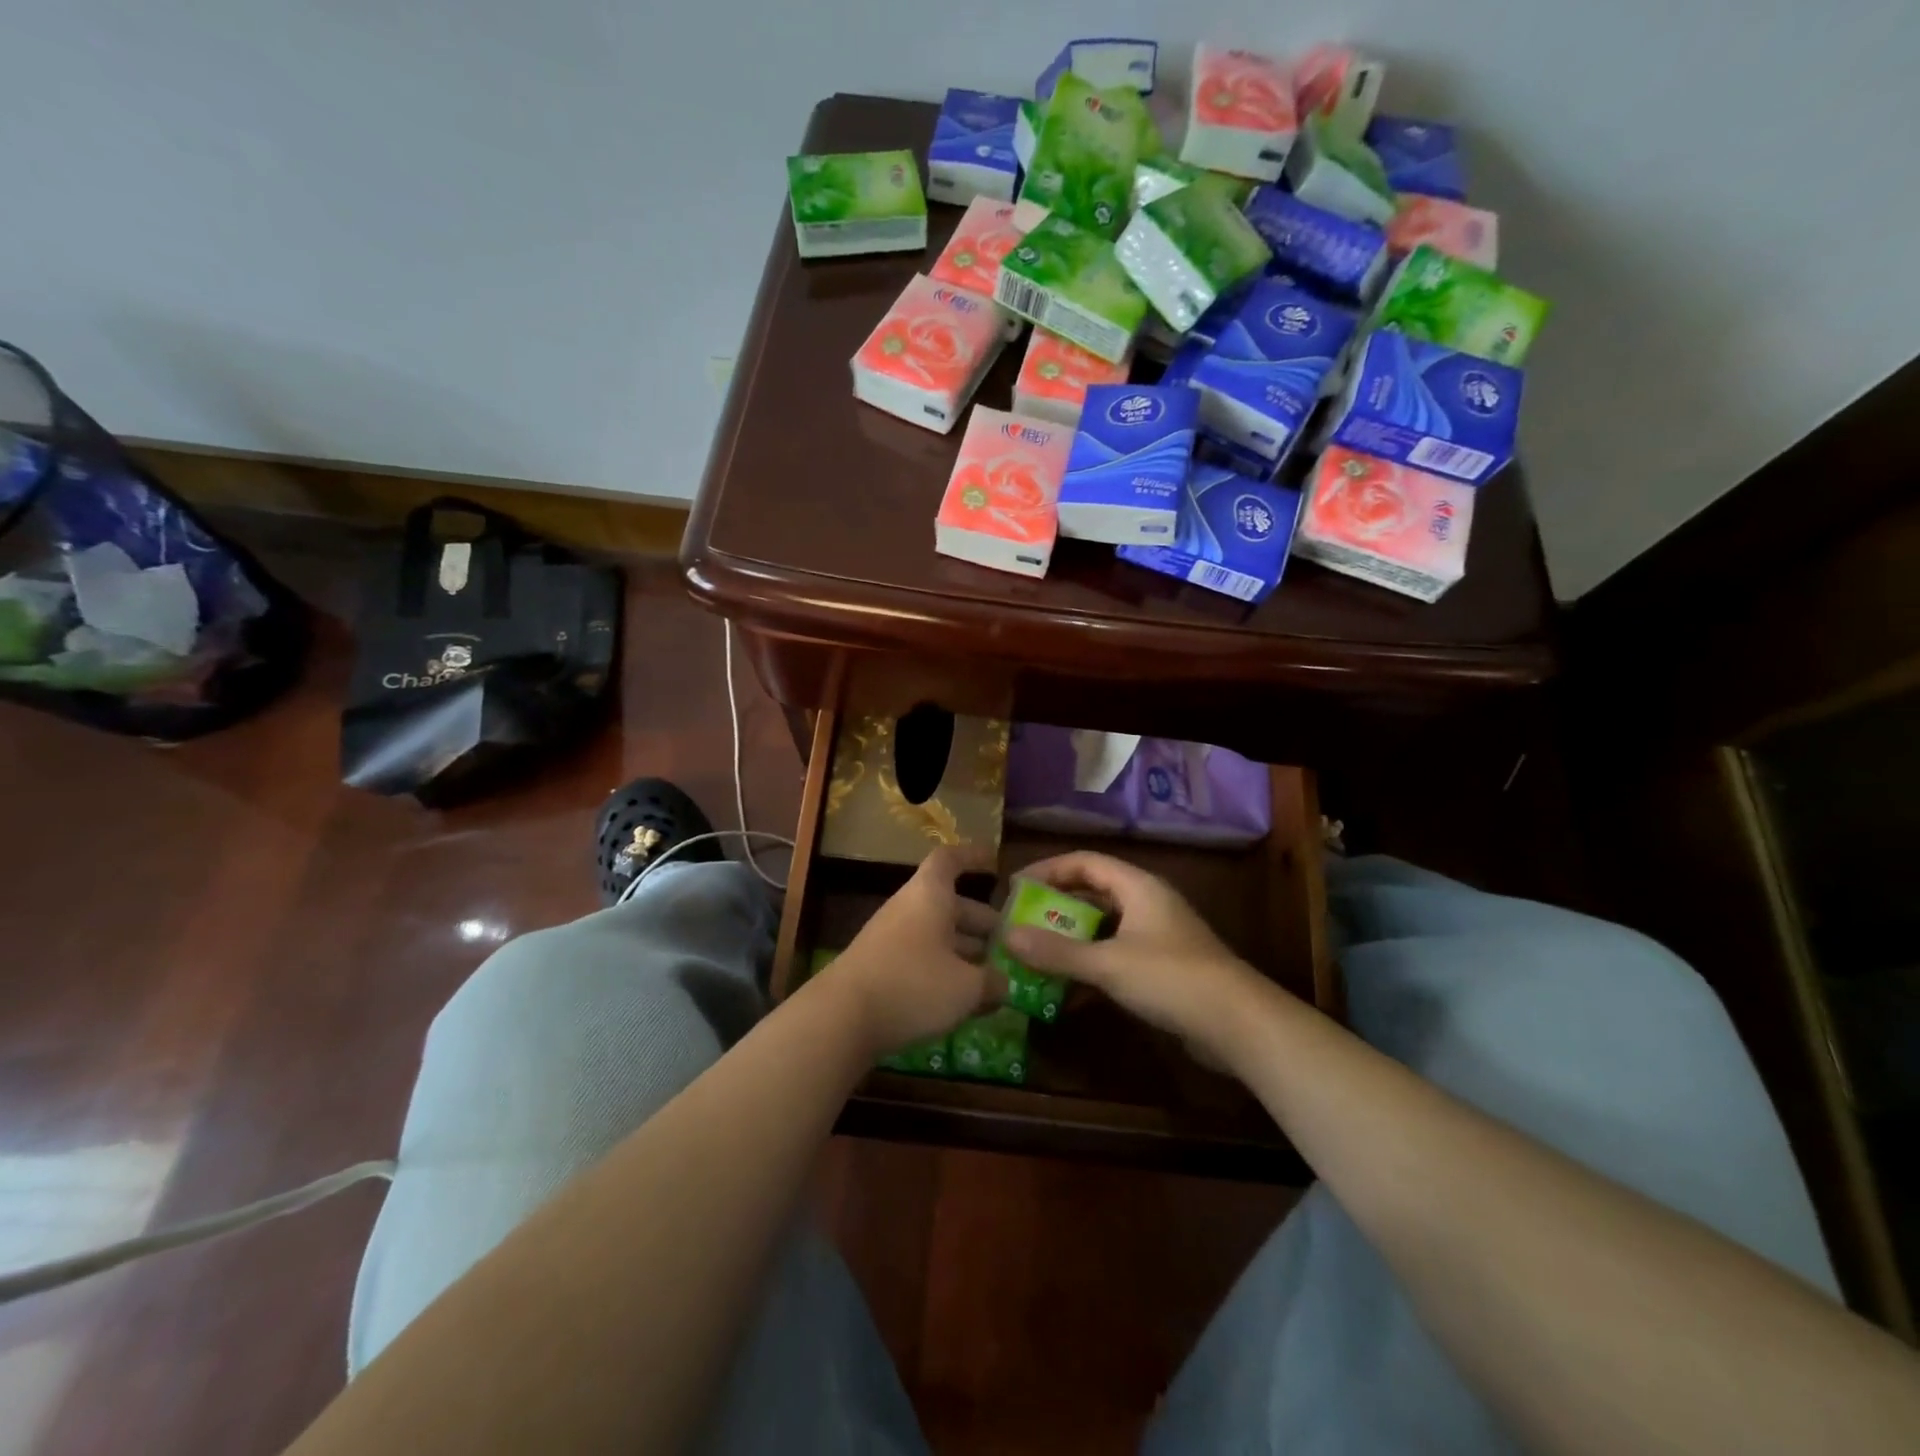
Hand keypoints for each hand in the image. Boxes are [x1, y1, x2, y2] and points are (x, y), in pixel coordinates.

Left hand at [825, 846, 1003, 1059]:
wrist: (841, 1018)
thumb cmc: (913, 985)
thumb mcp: (967, 987)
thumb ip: (993, 982)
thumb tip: (1004, 984)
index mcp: (930, 895)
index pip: (950, 860)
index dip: (972, 857)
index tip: (994, 863)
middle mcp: (908, 908)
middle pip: (949, 904)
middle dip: (980, 921)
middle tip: (1008, 942)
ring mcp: (890, 938)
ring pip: (935, 934)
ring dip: (964, 950)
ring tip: (992, 976)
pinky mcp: (879, 968)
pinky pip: (920, 958)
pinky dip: (943, 971)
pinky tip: (961, 1000)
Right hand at [1002, 851, 1274, 1067]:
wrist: (1239, 1025)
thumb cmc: (1171, 978)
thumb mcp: (1108, 963)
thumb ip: (1057, 951)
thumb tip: (1006, 935)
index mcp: (1137, 886)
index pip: (1084, 862)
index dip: (1048, 869)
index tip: (1015, 888)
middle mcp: (1147, 903)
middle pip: (1093, 893)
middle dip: (1055, 907)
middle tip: (1020, 923)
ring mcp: (1157, 936)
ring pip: (1104, 927)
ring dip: (1071, 939)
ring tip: (1035, 954)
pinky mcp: (1163, 968)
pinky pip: (1116, 955)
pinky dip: (1090, 966)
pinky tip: (1066, 990)